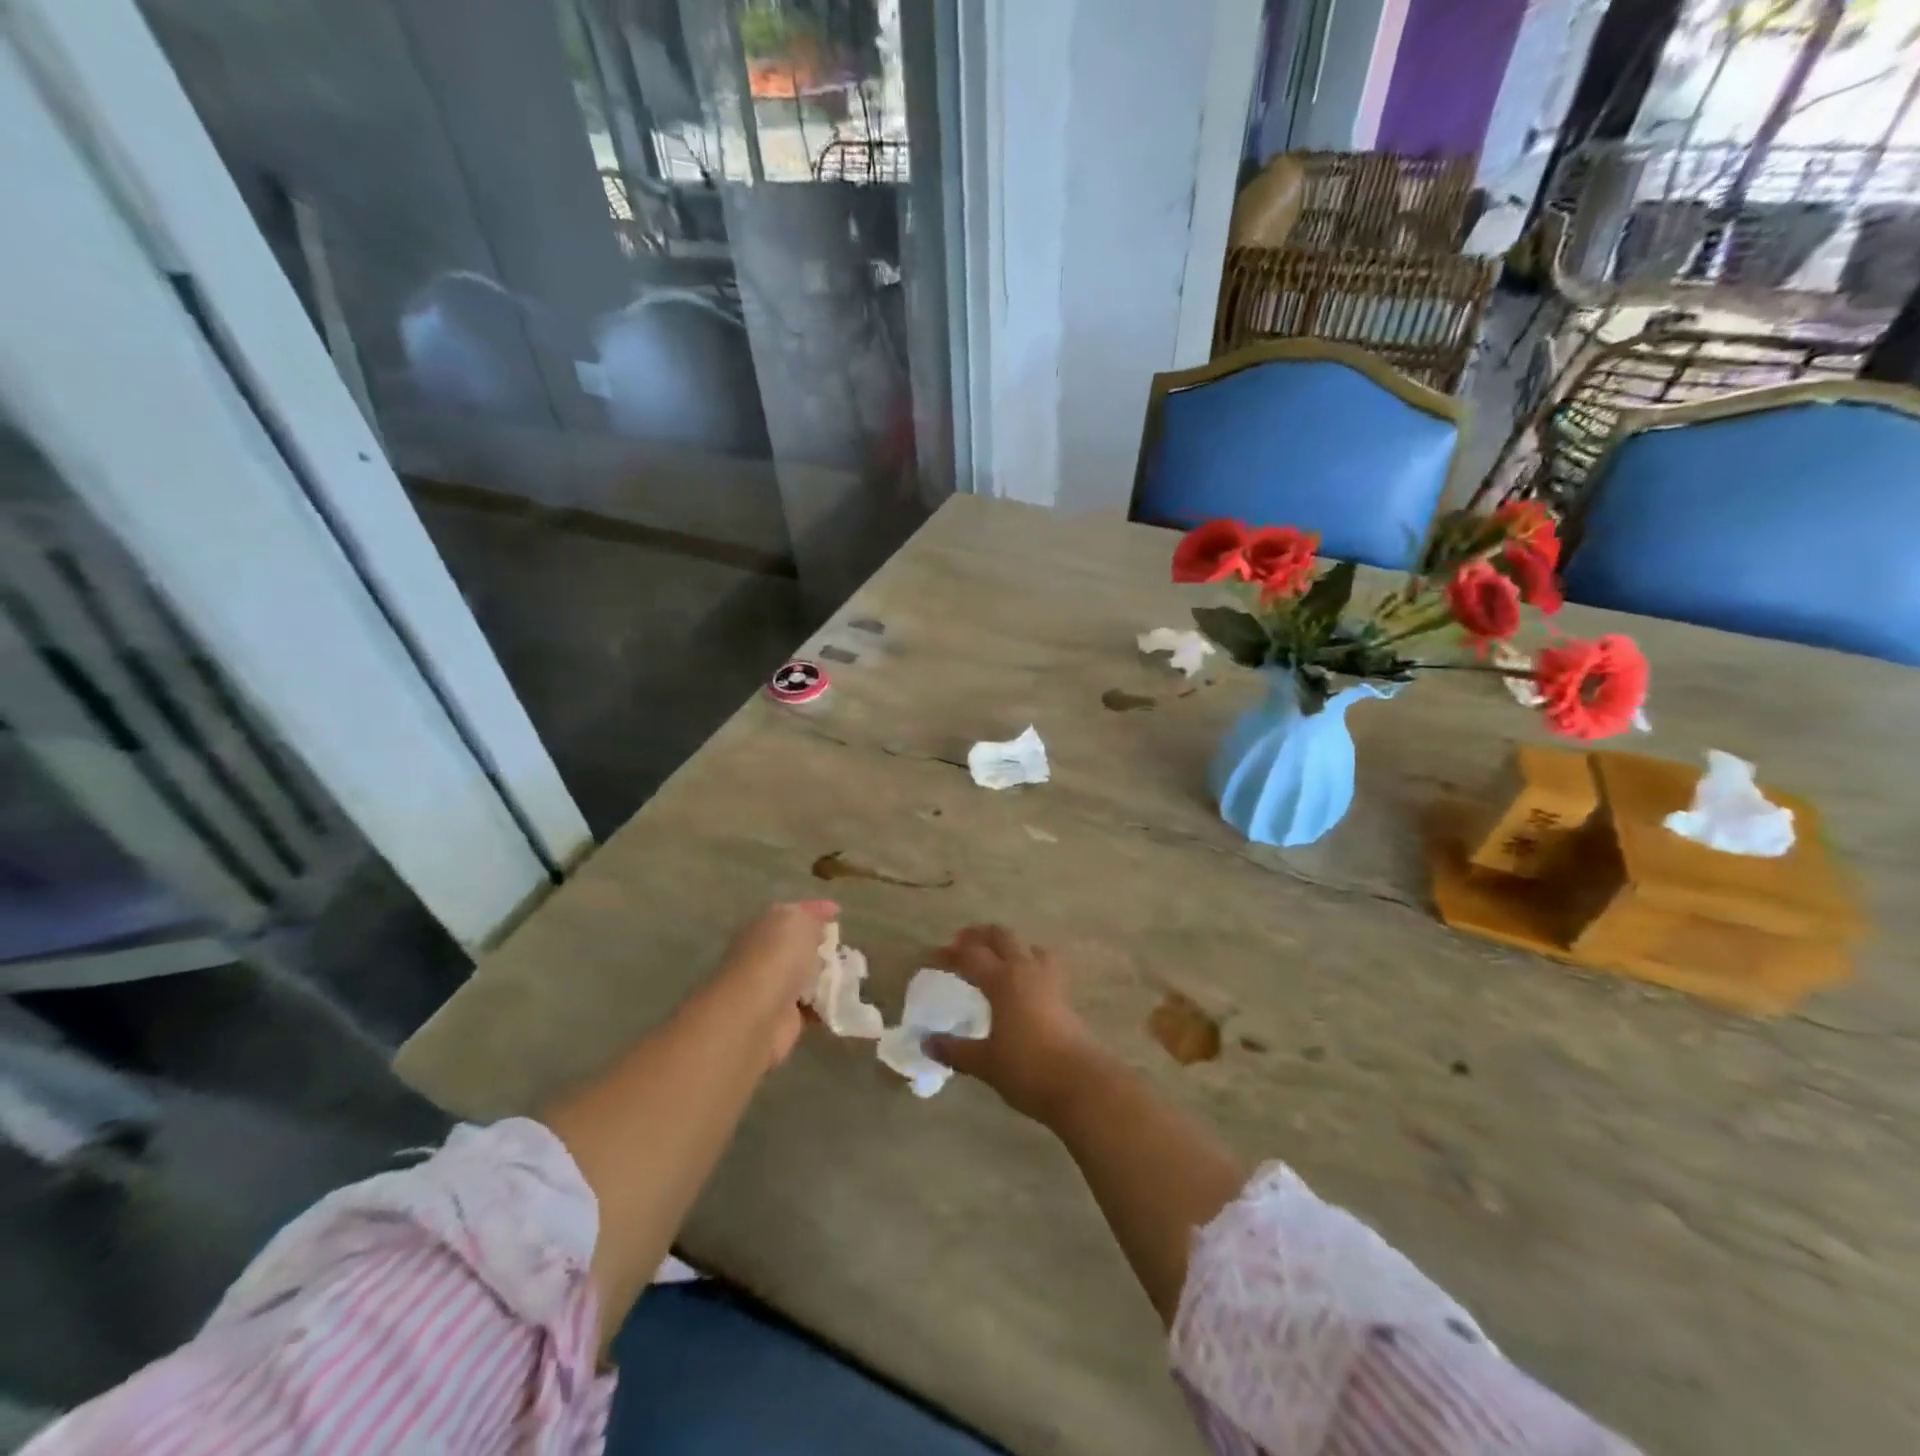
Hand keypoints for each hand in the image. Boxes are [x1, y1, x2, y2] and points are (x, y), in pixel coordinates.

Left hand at [711, 900, 837, 1067]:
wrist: (756, 1015)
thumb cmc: (777, 958)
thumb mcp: (799, 922)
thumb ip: (811, 918)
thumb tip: (817, 925)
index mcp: (765, 926)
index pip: (793, 912)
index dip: (816, 909)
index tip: (838, 912)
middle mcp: (766, 954)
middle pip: (799, 946)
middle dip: (823, 946)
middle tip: (847, 947)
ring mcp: (773, 986)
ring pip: (807, 976)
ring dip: (828, 976)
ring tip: (853, 974)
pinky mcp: (784, 1017)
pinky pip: (813, 1006)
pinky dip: (828, 1004)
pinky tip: (845, 1000)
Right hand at [926, 925, 1103, 1123]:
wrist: (1081, 1084)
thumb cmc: (1028, 1070)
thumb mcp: (985, 1063)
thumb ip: (955, 1049)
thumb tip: (926, 1041)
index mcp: (1003, 980)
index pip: (970, 956)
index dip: (948, 955)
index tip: (931, 958)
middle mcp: (1026, 969)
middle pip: (1001, 936)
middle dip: (978, 935)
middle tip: (959, 945)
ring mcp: (1049, 979)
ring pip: (1026, 945)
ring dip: (1006, 944)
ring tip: (994, 958)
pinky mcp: (1064, 994)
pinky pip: (1043, 962)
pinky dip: (1027, 960)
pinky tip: (1022, 981)